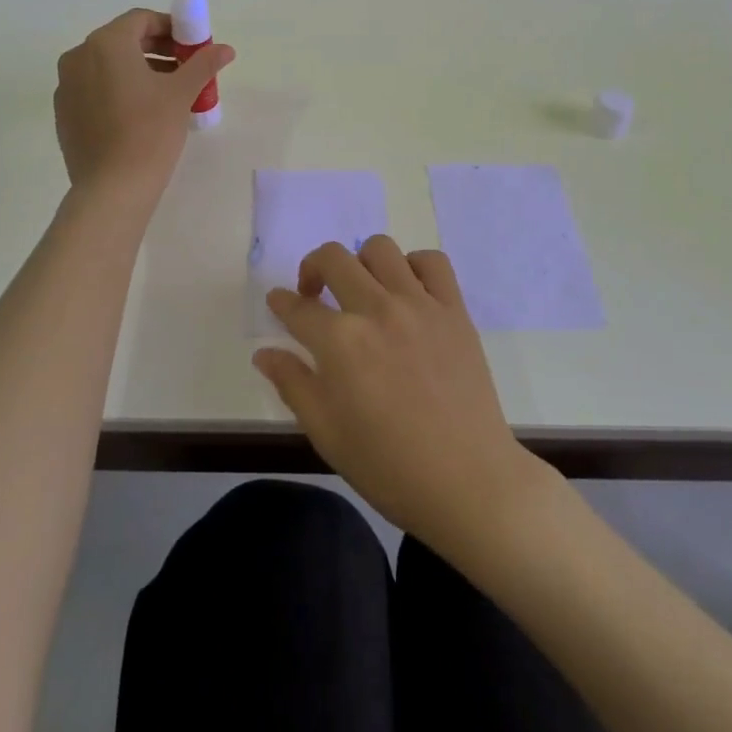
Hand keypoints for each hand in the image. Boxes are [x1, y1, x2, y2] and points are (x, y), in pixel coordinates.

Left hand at [53, 8, 234, 198]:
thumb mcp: (181, 93)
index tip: (192, 45)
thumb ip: (203, 63)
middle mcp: (79, 56)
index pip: (141, 20)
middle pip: (123, 40)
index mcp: (106, 44)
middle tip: (184, 66)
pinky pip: (94, 87)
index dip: (170, 27)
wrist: (112, 188)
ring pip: (107, 64)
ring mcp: (66, 85)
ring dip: (138, 68)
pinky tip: (140, 111)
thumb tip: (226, 49)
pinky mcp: (64, 112)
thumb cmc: (150, 131)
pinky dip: (118, 88)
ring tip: (168, 90)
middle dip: (156, 48)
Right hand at [254, 236, 545, 553]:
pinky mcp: (454, 309)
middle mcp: (377, 309)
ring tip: (363, 290)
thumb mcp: (327, 433)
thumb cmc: (389, 467)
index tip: (278, 302)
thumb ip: (293, 384)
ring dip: (361, 263)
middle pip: (334, 258)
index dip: (281, 302)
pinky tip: (407, 290)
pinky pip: (432, 262)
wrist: (468, 482)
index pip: (298, 308)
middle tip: (314, 293)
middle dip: (313, 268)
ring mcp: (419, 304)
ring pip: (380, 249)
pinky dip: (414, 266)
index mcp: (340, 342)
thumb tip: (264, 352)